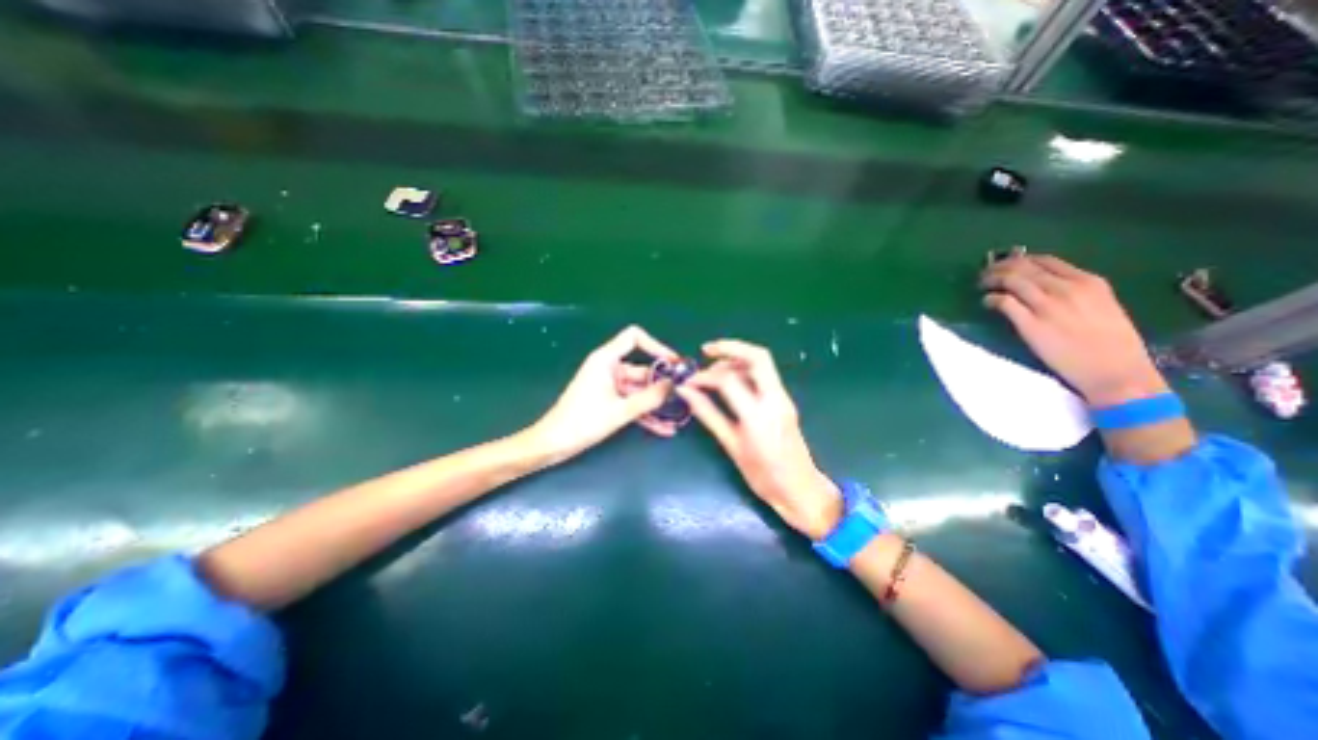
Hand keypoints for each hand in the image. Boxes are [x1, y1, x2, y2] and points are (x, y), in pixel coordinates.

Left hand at [526, 328, 672, 466]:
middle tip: (684, 395)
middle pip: (642, 369)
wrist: (553, 444)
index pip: (634, 337)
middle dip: (662, 383)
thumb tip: (674, 385)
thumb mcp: (620, 411)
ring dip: (656, 403)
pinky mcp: (609, 401)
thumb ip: (649, 398)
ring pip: (639, 390)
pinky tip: (664, 428)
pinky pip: (632, 402)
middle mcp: (609, 368)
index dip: (656, 345)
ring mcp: (609, 385)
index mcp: (606, 360)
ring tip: (678, 415)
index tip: (674, 363)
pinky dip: (646, 413)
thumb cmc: (582, 422)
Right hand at [674, 338, 838, 536]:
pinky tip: (730, 381)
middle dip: (729, 347)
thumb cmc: (763, 475)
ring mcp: (783, 398)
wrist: (800, 490)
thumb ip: (708, 414)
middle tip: (705, 351)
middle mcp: (775, 399)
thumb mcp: (731, 445)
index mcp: (758, 415)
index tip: (688, 381)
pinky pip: (765, 376)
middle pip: (757, 357)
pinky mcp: (784, 400)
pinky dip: (745, 370)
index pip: (728, 380)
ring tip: (714, 372)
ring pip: (762, 363)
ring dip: (737, 359)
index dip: (704, 376)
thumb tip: (686, 392)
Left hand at [978, 253, 1161, 403]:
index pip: (1045, 260)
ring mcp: (1047, 306)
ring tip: (981, 285)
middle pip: (1023, 267)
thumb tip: (1042, 285)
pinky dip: (990, 299)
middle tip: (984, 273)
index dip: (1019, 260)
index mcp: (1089, 282)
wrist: (1114, 371)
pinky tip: (986, 302)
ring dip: (990, 280)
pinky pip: (1004, 302)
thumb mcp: (1102, 305)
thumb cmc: (1111, 343)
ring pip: (1011, 280)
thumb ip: (1075, 292)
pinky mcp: (1030, 324)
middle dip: (998, 267)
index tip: (1004, 264)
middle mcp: (1067, 289)